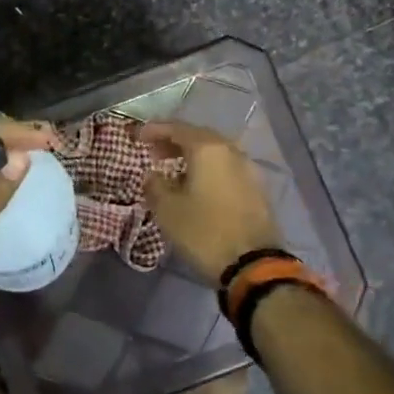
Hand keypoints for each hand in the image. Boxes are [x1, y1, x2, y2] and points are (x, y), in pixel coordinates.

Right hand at [143, 121, 280, 280]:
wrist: (254, 265)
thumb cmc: (204, 232)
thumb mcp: (168, 210)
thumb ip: (155, 185)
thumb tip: (152, 175)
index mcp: (208, 149)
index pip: (176, 128)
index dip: (154, 130)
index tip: (137, 136)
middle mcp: (231, 151)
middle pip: (198, 137)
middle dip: (174, 141)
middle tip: (154, 152)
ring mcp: (248, 169)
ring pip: (214, 153)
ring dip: (192, 156)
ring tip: (172, 169)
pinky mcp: (257, 189)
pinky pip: (226, 168)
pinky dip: (208, 169)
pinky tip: (196, 185)